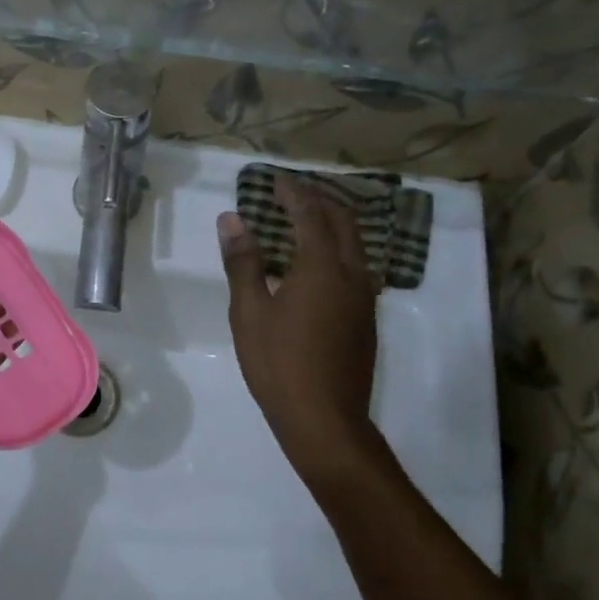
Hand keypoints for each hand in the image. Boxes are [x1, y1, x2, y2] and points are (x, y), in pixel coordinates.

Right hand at [217, 174, 385, 483]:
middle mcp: (352, 274)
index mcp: (322, 267)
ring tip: (307, 220)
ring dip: (334, 224)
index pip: (310, 214)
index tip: (276, 179)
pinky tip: (319, 265)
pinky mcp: (366, 319)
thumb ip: (243, 262)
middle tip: (293, 193)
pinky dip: (339, 250)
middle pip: (343, 222)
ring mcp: (364, 298)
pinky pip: (357, 267)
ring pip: (356, 245)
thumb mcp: (250, 311)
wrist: (325, 419)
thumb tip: (232, 218)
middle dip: (320, 200)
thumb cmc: (278, 363)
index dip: (293, 193)